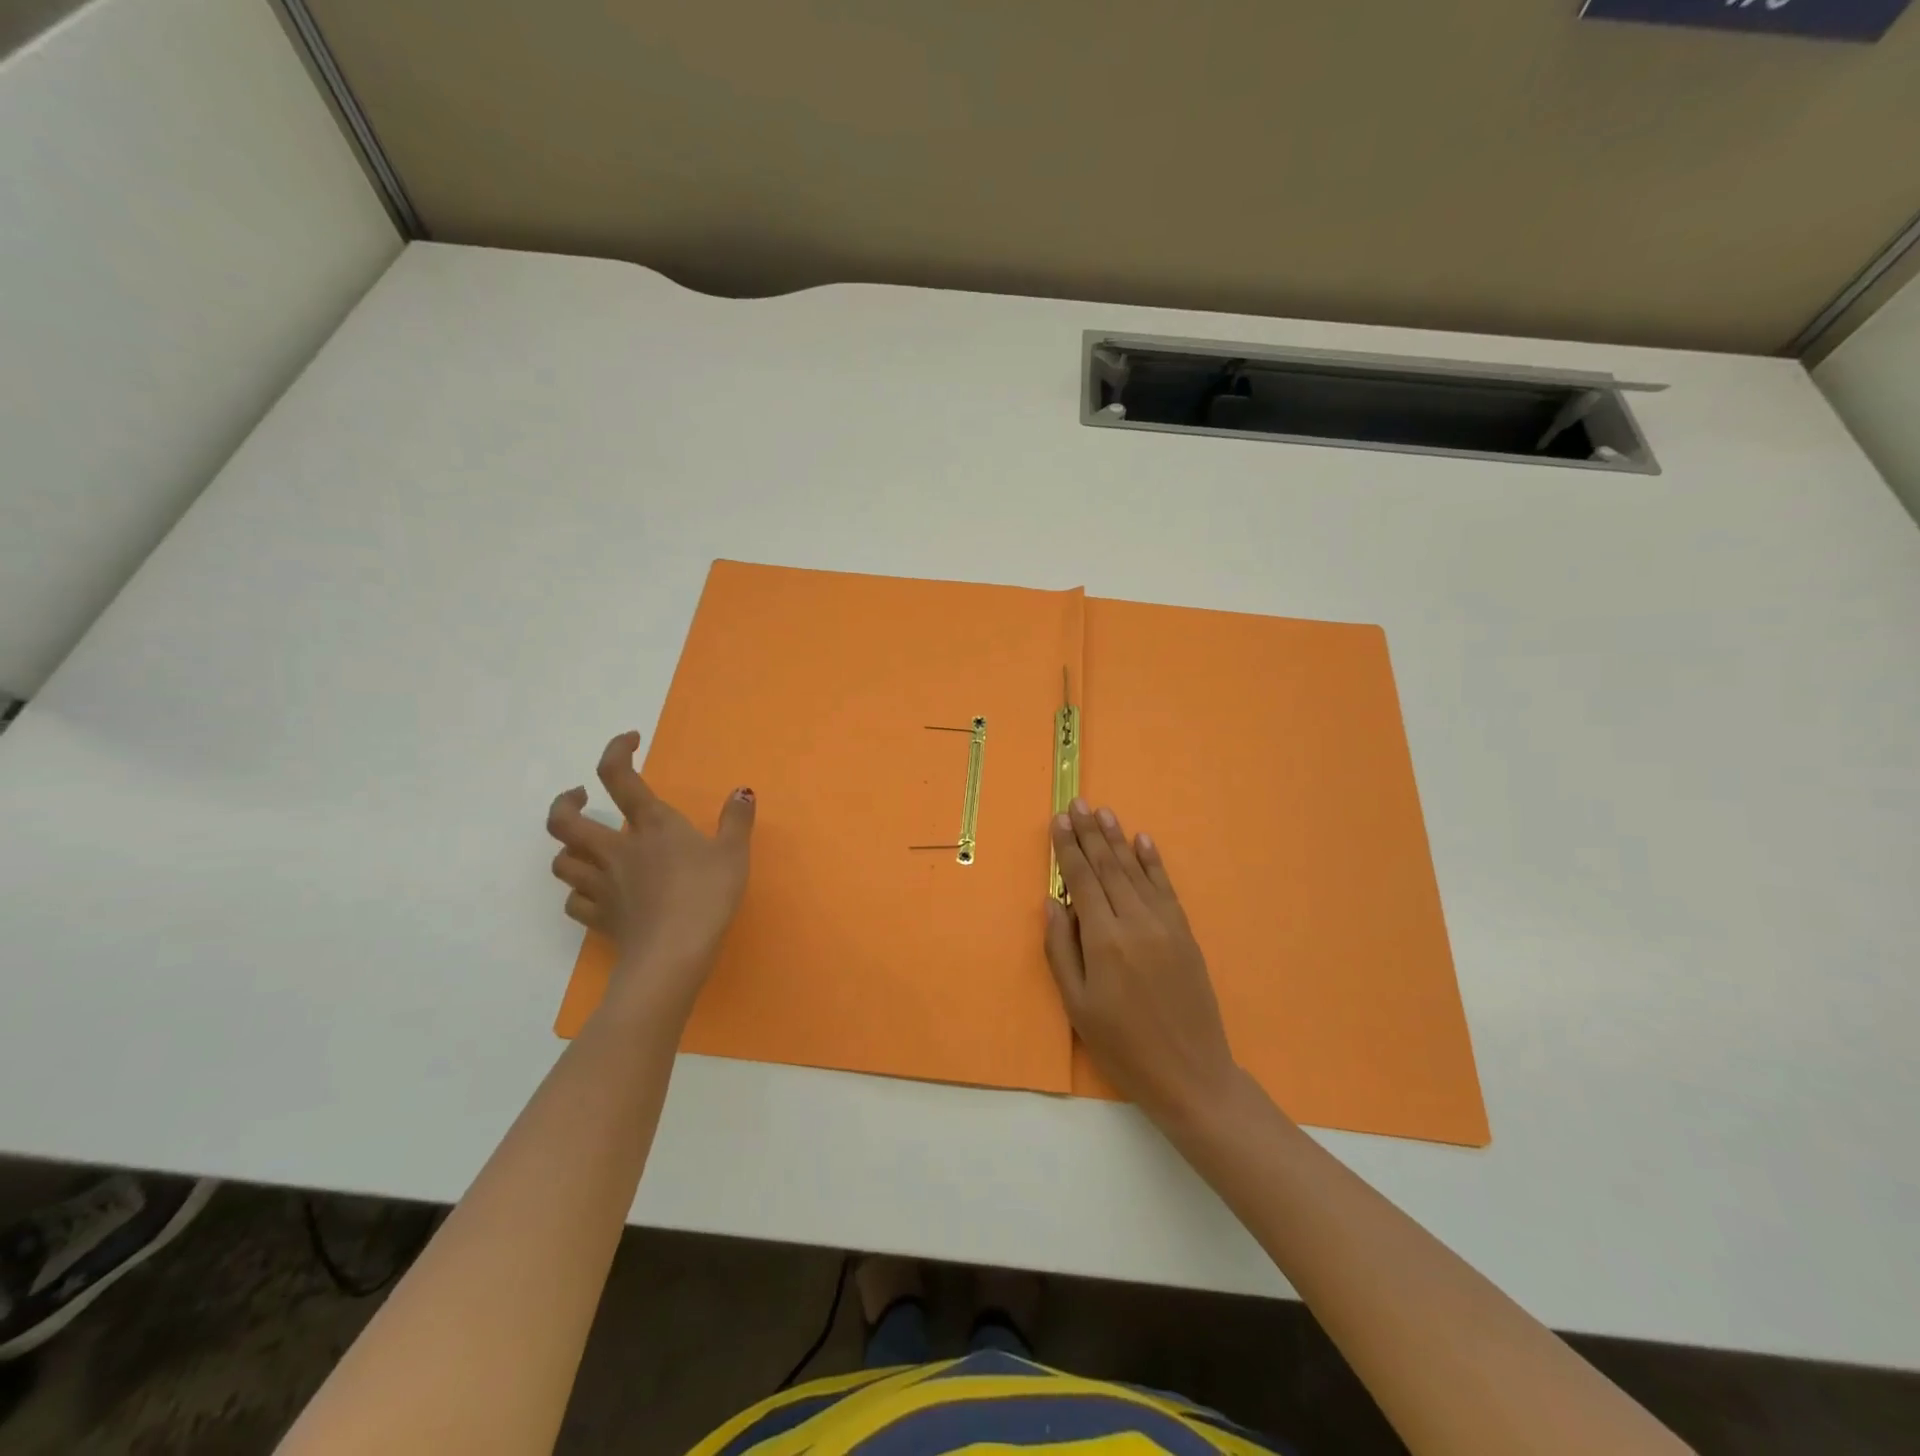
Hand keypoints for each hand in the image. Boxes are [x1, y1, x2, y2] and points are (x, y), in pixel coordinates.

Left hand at [546, 731, 754, 1014]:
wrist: (674, 954)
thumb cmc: (707, 896)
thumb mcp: (734, 853)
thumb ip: (736, 820)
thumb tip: (742, 792)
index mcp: (651, 825)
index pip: (618, 776)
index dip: (616, 750)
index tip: (630, 741)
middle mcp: (617, 849)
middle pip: (564, 821)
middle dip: (565, 803)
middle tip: (580, 797)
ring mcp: (602, 885)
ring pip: (562, 861)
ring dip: (569, 849)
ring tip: (587, 847)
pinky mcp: (599, 918)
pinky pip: (574, 902)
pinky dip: (580, 893)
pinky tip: (594, 894)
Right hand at [1045, 800, 1242, 1127]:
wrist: (1191, 1073)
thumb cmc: (1123, 1045)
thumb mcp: (1078, 1005)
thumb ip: (1062, 949)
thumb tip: (1054, 902)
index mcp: (1104, 940)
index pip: (1082, 880)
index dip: (1068, 848)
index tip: (1058, 821)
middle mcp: (1135, 921)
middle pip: (1108, 867)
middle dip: (1090, 833)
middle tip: (1077, 803)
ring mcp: (1165, 924)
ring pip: (1135, 871)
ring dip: (1117, 839)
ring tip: (1103, 812)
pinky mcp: (1184, 933)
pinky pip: (1165, 887)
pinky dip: (1152, 861)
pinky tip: (1142, 841)